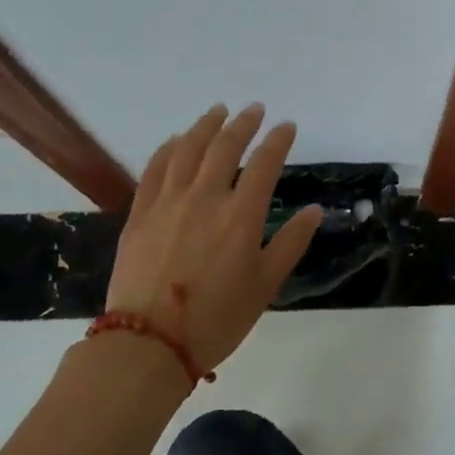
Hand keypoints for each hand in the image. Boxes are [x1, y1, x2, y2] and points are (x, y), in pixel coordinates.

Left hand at [103, 103, 322, 374]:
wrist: (149, 344)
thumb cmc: (217, 318)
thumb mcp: (265, 285)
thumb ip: (291, 243)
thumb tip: (314, 211)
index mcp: (241, 216)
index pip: (265, 163)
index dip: (278, 141)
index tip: (287, 126)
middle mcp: (205, 198)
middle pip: (225, 146)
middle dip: (243, 123)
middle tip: (254, 110)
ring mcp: (168, 202)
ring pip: (188, 150)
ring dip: (206, 126)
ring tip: (218, 111)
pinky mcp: (140, 213)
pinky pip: (155, 169)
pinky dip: (168, 149)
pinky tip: (176, 140)